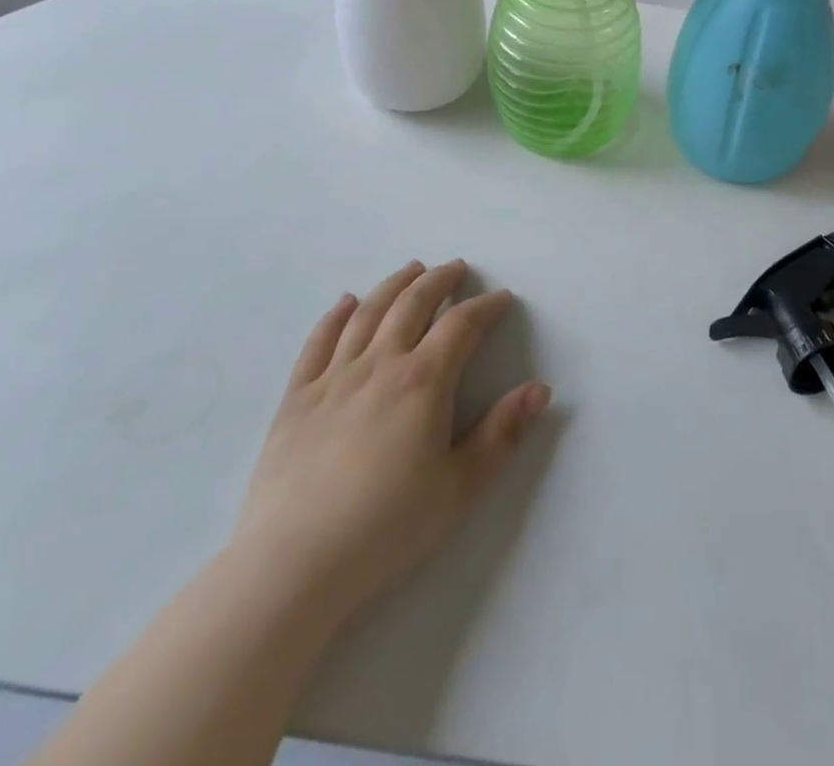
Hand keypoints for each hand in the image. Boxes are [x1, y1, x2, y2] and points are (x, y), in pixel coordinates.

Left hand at [227, 261, 550, 629]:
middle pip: (413, 304)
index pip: (461, 325)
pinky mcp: (296, 398)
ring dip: (394, 284)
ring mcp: (333, 377)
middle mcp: (379, 364)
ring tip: (412, 269)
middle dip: (440, 280)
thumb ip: (503, 434)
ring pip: (368, 312)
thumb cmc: (386, 527)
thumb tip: (540, 389)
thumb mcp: (460, 486)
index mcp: (422, 381)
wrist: (292, 565)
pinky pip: (318, 342)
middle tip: (457, 267)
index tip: (502, 299)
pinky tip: (347, 302)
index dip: (486, 307)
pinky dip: (336, 315)